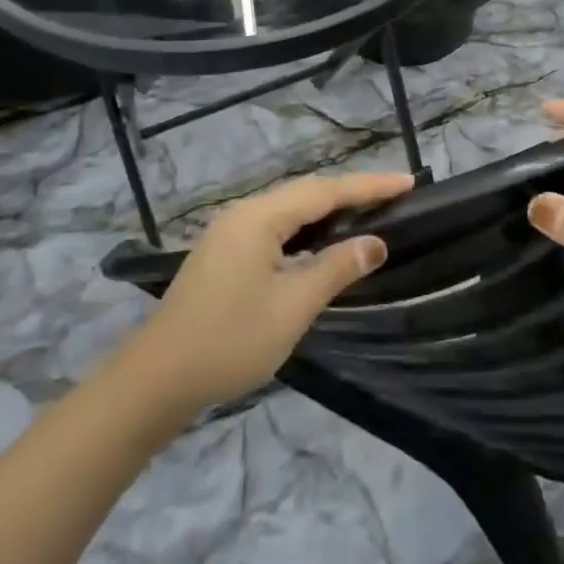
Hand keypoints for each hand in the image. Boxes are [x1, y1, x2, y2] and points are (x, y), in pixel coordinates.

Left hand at [126, 171, 416, 411]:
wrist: (155, 381)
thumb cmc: (229, 341)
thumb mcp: (292, 307)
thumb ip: (336, 269)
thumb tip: (375, 243)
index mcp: (260, 217)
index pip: (326, 191)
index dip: (369, 186)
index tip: (408, 182)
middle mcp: (244, 213)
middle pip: (307, 193)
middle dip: (351, 193)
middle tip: (393, 197)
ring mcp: (229, 233)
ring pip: (289, 210)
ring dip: (328, 211)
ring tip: (366, 214)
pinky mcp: (223, 254)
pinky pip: (275, 227)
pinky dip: (305, 229)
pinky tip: (319, 243)